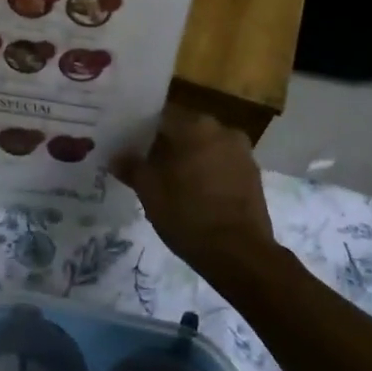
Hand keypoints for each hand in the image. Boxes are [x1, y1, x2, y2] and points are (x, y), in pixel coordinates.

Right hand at [112, 107, 275, 272]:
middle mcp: (222, 130)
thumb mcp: (149, 191)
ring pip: (206, 148)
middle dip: (168, 146)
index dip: (142, 132)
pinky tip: (196, 194)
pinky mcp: (254, 175)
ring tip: (172, 183)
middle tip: (148, 166)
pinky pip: (223, 165)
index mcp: (195, 126)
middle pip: (186, 131)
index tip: (130, 148)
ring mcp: (242, 152)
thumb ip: (132, 167)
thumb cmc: (187, 214)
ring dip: (190, 160)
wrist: (238, 253)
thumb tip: (117, 157)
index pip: (161, 117)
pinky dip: (209, 174)